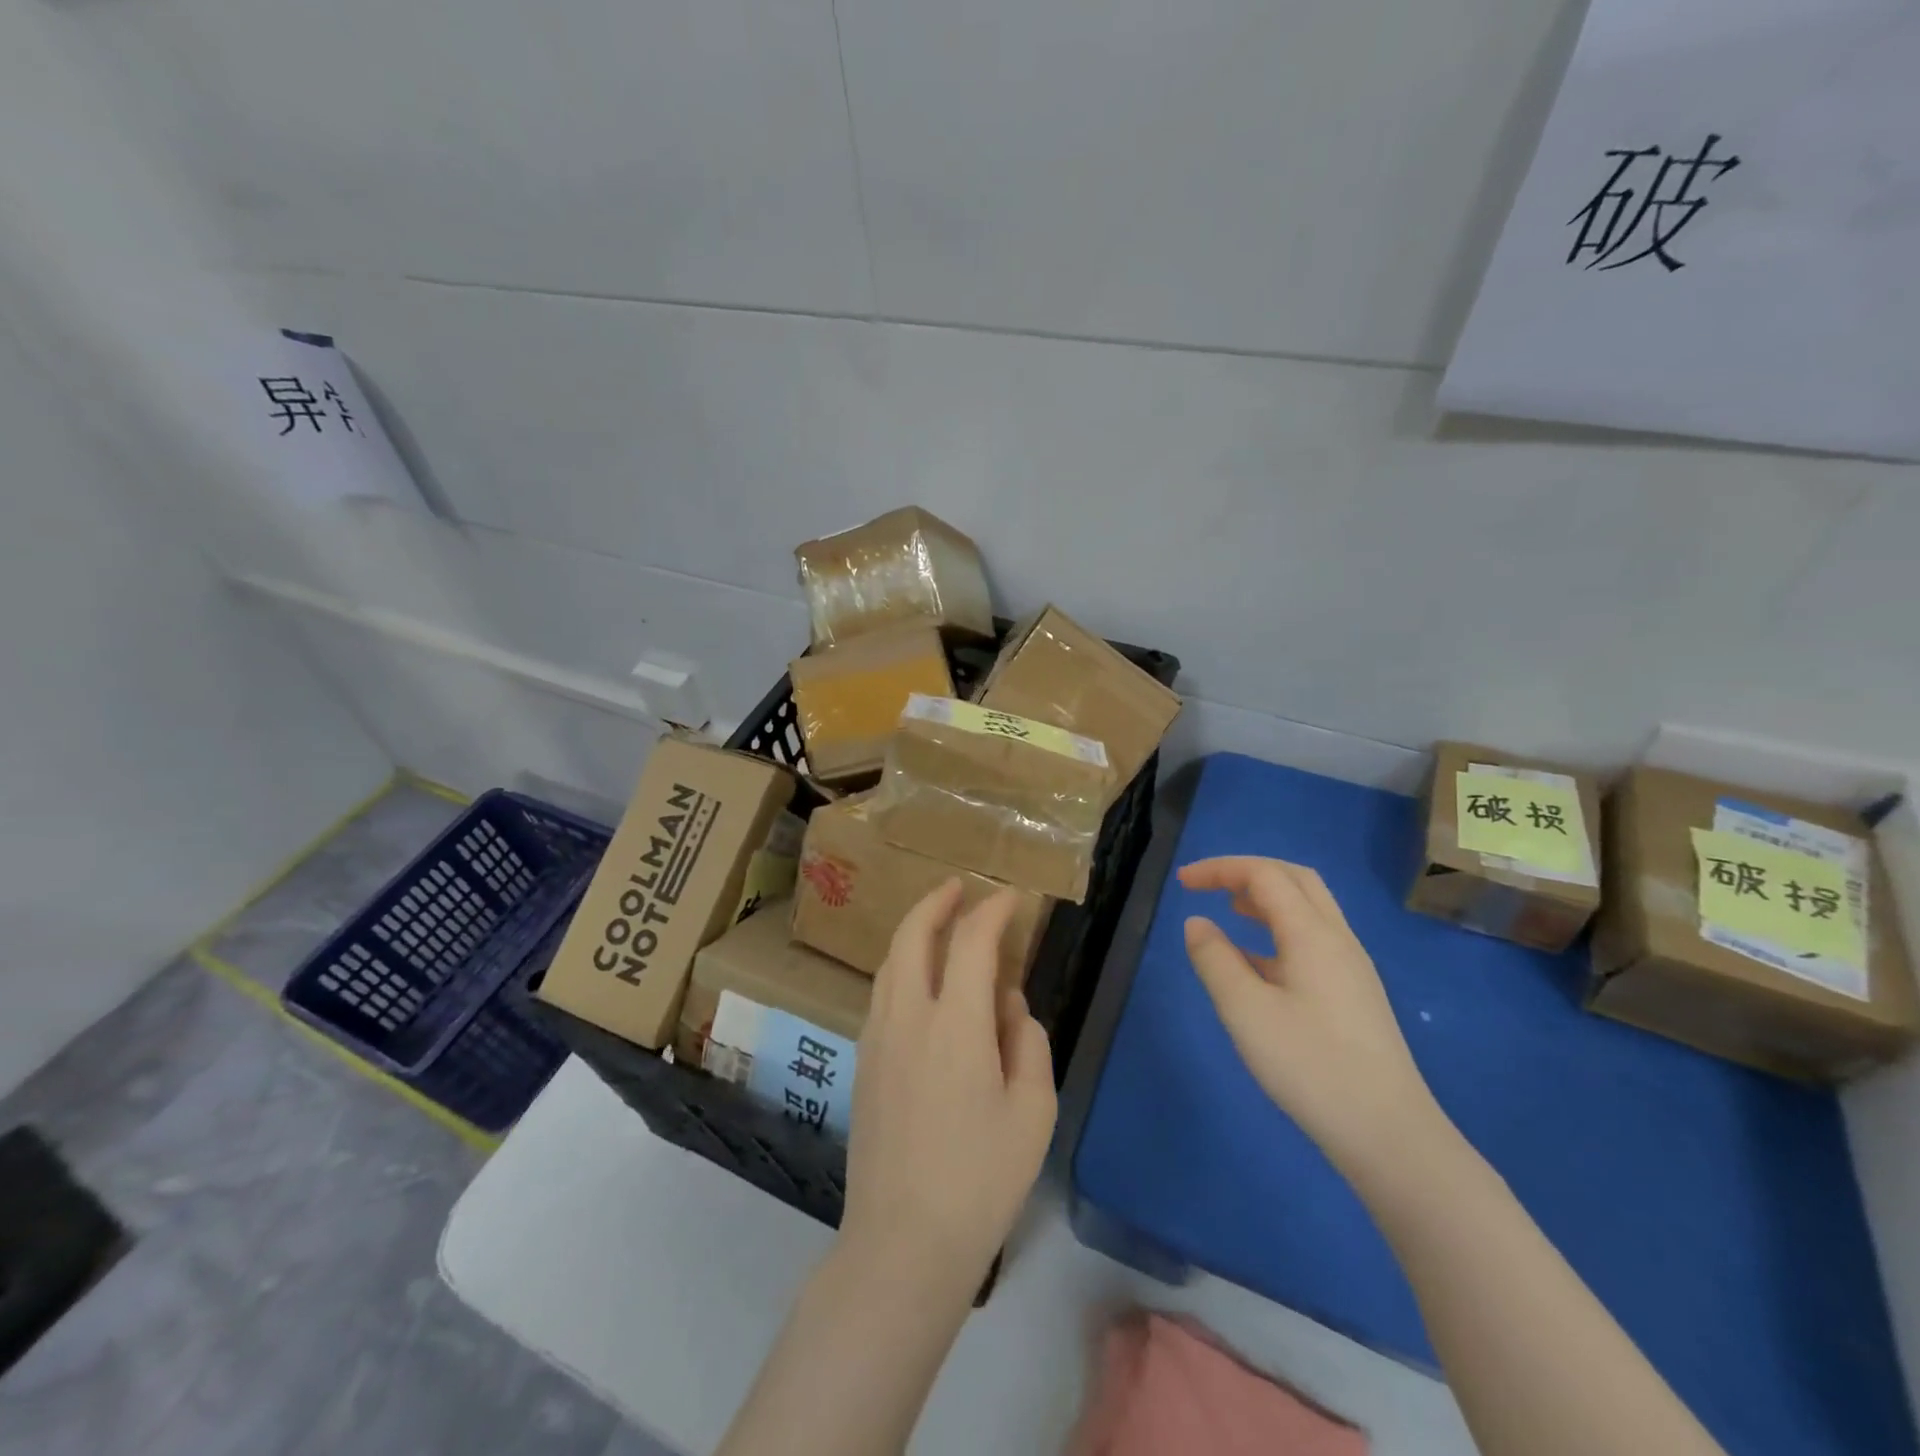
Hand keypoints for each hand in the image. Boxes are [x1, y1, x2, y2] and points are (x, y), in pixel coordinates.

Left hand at [840, 881, 1056, 1296]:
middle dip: (936, 903)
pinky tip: (920, 983)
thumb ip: (1026, 1041)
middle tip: (959, 888)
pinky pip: (881, 994)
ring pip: (890, 963)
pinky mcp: (863, 1063)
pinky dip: (901, 968)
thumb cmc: (981, 1179)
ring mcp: (876, 1039)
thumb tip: (1007, 1003)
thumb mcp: (1033, 1111)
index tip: (1012, 898)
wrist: (903, 1242)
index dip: (993, 911)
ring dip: (914, 933)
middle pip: (912, 936)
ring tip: (939, 926)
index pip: (971, 941)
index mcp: (954, 1023)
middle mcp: (907, 1016)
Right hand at [1180, 856, 1440, 1177]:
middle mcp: (1337, 939)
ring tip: (1229, 910)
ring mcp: (1350, 968)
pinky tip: (1255, 962)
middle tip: (1208, 886)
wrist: (1388, 1134)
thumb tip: (1197, 923)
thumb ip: (1215, 960)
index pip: (1264, 875)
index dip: (1220, 869)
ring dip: (1266, 898)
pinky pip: (1312, 941)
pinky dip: (1277, 931)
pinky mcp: (1352, 995)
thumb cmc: (1310, 1066)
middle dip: (1247, 872)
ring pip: (1308, 909)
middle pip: (1295, 879)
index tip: (1182, 882)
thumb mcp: (1245, 1011)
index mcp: (1312, 934)